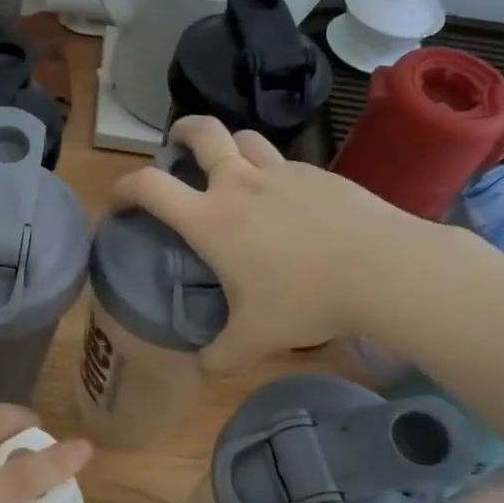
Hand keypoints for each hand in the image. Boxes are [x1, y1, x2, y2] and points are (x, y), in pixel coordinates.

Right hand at [112, 116, 441, 371]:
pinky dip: (271, 171)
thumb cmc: (305, 300)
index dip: (123, 189)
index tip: (119, 203)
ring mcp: (282, 173)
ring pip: (245, 138)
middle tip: (176, 146)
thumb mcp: (255, 339)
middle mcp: (239, 184)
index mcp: (210, 219)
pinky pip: (284, 162)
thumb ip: (220, 356)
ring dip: (228, 146)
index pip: (149, 186)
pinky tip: (284, 201)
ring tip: (230, 168)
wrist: (384, 269)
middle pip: (201, 132)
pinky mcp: (319, 174)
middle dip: (181, 132)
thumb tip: (202, 371)